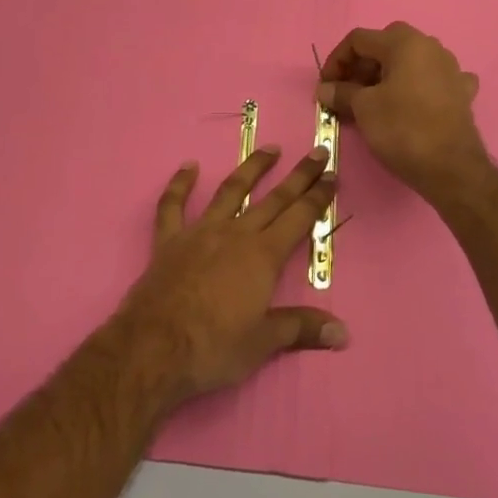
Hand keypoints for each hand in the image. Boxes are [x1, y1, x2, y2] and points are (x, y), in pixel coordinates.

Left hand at [115, 146, 346, 403]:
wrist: (154, 347)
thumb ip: (301, 328)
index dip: (318, 197)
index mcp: (263, 256)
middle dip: (299, 176)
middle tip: (317, 152)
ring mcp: (200, 232)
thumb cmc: (214, 347)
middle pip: (273, 199)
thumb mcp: (263, 343)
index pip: (299, 218)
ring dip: (251, 169)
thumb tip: (343, 333)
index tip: (333, 174)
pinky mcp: (169, 240)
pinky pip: (173, 206)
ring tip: (269, 149)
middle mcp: (236, 234)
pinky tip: (188, 167)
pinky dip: (180, 184)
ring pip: (230, 191)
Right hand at [316, 22, 489, 199]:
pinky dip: (417, 87)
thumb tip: (324, 89)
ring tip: (373, 100)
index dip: (336, 60)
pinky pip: (433, 80)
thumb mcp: (363, 108)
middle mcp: (430, 47)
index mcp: (405, 43)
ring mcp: (451, 69)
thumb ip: (341, 92)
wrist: (451, 168)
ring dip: (387, 75)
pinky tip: (413, 102)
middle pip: (385, 45)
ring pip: (410, 62)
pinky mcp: (461, 93)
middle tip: (347, 90)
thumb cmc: (402, 129)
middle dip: (362, 66)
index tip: (326, 86)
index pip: (359, 39)